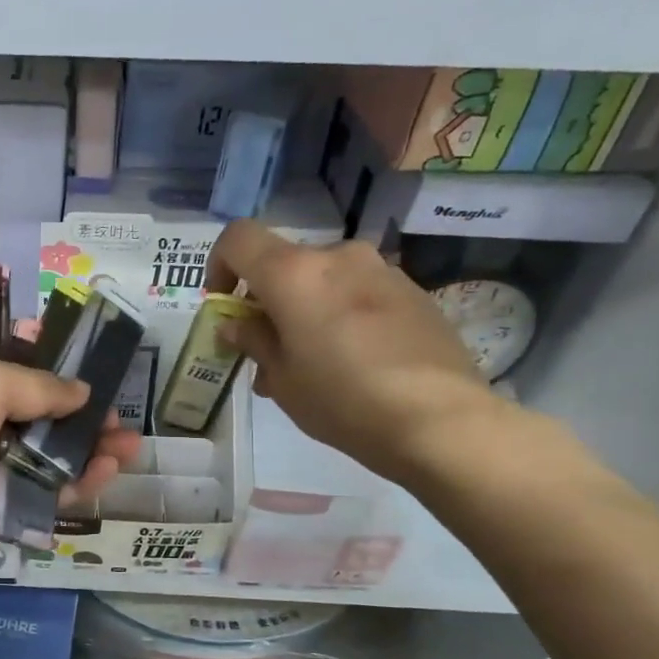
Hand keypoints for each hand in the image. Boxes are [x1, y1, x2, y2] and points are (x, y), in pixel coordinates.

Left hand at [0, 343, 141, 587]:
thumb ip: (38, 385)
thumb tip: (81, 391)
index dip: (37, 362)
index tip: (80, 365)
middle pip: (24, 411)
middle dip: (71, 411)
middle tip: (114, 412)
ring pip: (36, 454)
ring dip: (81, 448)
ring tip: (127, 443)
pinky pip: (36, 492)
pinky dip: (72, 483)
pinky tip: (109, 470)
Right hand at [206, 220, 507, 484]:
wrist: (439, 420)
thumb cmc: (341, 400)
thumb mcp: (282, 378)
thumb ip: (253, 340)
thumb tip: (236, 324)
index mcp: (293, 273)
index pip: (238, 238)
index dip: (219, 265)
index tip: (224, 305)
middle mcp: (336, 257)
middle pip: (284, 264)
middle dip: (267, 300)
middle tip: (268, 351)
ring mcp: (381, 270)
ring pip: (323, 280)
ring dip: (306, 310)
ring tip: (312, 364)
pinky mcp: (413, 291)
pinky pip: (359, 293)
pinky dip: (342, 315)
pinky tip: (354, 362)